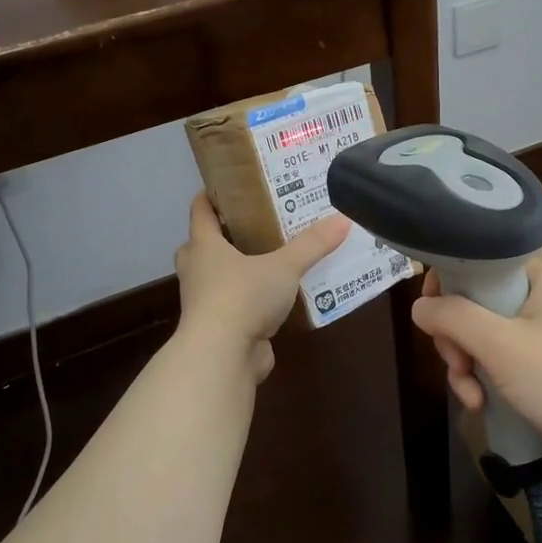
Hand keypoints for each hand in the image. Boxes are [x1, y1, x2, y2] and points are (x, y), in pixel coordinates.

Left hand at [174, 193, 350, 379]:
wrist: (222, 356)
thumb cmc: (243, 297)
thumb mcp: (284, 266)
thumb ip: (312, 244)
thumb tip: (343, 219)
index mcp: (204, 246)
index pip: (200, 211)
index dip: (211, 196)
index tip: (229, 186)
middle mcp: (198, 271)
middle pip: (202, 245)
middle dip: (223, 235)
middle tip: (254, 224)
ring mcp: (205, 303)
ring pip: (217, 278)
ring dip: (236, 270)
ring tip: (270, 259)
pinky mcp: (220, 329)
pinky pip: (234, 307)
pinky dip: (250, 301)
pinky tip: (276, 298)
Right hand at [411, 260, 541, 487]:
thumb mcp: (500, 344)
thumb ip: (453, 318)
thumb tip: (419, 305)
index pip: (482, 265)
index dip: (449, 286)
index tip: (432, 315)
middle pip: (477, 308)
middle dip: (457, 341)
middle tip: (459, 365)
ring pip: (485, 342)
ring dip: (468, 369)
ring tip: (473, 398)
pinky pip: (502, 368)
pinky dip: (487, 384)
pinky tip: (483, 408)